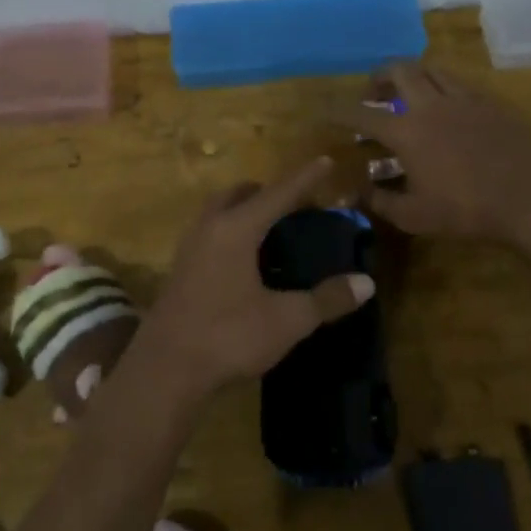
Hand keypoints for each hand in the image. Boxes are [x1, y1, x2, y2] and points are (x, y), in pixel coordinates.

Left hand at [136, 159, 375, 394]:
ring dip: (244, 210)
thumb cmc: (227, 337)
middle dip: (267, 192)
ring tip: (272, 229)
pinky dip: (231, 232)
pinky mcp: (180, 272)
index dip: (305, 178)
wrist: (164, 370)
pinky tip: (245, 261)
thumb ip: (326, 299)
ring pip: (218, 213)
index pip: (277, 194)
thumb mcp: (286, 320)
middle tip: (295, 204)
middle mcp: (209, 229)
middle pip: (239, 194)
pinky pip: (209, 234)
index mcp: (236, 230)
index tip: (325, 160)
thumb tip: (366, 283)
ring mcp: (188, 249)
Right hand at [338, 62, 530, 244]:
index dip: (339, 111)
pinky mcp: (490, 103)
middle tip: (373, 93)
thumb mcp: (414, 216)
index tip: (325, 111)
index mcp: (407, 132)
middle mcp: (431, 105)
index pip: (362, 114)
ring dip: (413, 75)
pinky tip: (446, 107)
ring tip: (409, 93)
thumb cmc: (467, 210)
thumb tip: (352, 193)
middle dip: (378, 76)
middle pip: (399, 70)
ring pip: (431, 69)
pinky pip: (459, 82)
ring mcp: (464, 99)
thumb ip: (379, 201)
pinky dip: (442, 86)